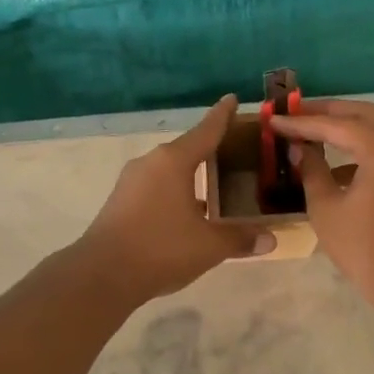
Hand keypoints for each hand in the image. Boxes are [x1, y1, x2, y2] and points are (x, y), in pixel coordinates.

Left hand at [78, 96, 274, 300]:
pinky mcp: (121, 202)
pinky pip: (157, 187)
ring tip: (216, 184)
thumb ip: (240, 238)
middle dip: (210, 149)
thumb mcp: (209, 245)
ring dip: (192, 175)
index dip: (223, 115)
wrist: (102, 274)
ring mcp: (132, 182)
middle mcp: (151, 163)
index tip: (233, 99)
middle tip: (235, 150)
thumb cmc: (161, 248)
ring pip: (170, 170)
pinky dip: (176, 191)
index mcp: (174, 161)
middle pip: (187, 149)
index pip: (206, 131)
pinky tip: (189, 211)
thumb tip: (271, 239)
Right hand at [266, 99, 373, 300]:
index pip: (335, 125)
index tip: (274, 119)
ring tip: (312, 130)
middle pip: (362, 114)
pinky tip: (336, 164)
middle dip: (327, 111)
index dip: (301, 122)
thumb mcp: (326, 207)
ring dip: (346, 126)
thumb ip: (311, 170)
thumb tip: (300, 148)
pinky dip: (362, 146)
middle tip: (295, 113)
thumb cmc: (362, 246)